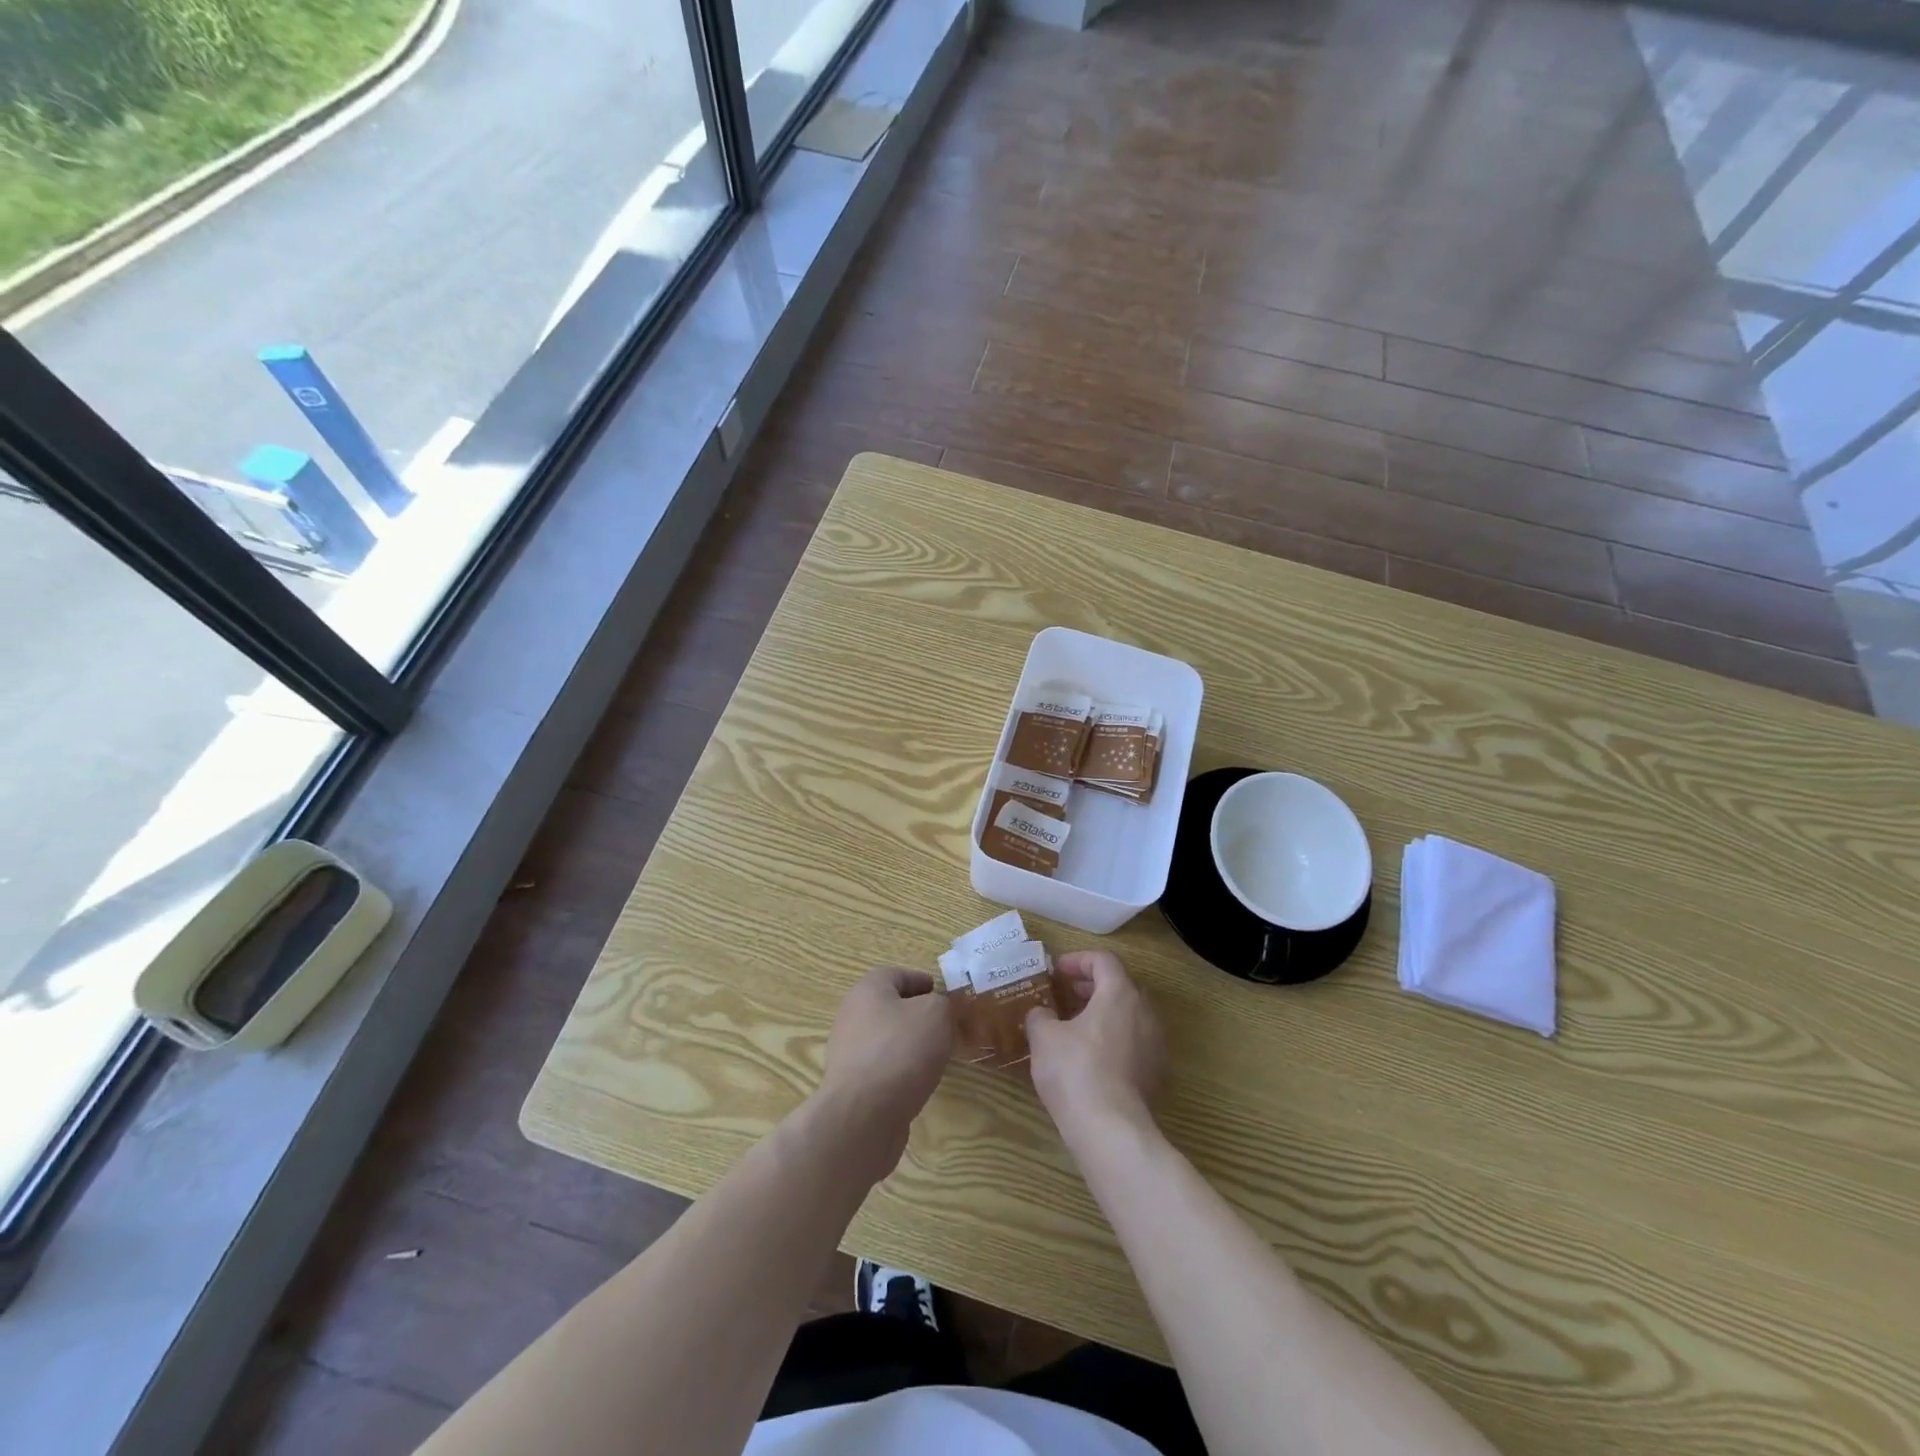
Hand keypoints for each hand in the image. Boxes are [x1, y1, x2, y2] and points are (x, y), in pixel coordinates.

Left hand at [816, 967, 952, 1180]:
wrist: (863, 1116)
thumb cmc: (901, 1051)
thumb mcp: (935, 1014)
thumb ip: (941, 1004)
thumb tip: (937, 1010)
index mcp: (868, 990)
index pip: (897, 975)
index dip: (922, 981)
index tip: (943, 995)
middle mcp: (853, 1016)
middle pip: (890, 1007)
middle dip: (918, 1015)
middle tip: (946, 1026)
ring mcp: (849, 1052)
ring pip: (887, 1040)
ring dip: (911, 1045)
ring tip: (937, 1057)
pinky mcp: (853, 1086)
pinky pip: (883, 1068)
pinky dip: (902, 1072)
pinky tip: (919, 1084)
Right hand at [1026, 950, 1164, 1140]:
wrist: (1111, 1130)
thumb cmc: (1075, 1070)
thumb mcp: (1044, 1037)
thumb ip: (1040, 1016)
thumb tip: (1042, 1014)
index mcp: (1120, 994)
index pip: (1103, 960)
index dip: (1077, 960)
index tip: (1056, 972)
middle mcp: (1145, 1012)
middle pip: (1119, 986)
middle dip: (1090, 988)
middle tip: (1064, 996)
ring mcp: (1155, 1045)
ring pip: (1127, 1016)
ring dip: (1101, 1015)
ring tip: (1073, 1028)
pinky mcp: (1156, 1074)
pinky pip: (1132, 1043)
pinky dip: (1112, 1040)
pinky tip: (1089, 1058)